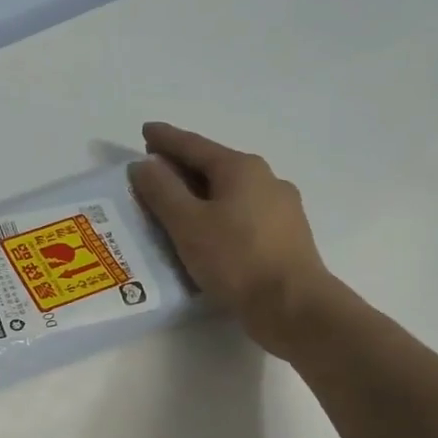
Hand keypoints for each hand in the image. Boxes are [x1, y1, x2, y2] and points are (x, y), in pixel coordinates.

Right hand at [127, 122, 338, 360]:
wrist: (293, 306)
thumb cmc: (235, 259)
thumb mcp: (187, 223)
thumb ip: (161, 190)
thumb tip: (144, 164)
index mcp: (241, 168)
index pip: (194, 145)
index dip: (166, 139)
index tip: (145, 131)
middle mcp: (265, 179)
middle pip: (214, 166)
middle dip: (182, 166)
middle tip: (154, 168)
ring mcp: (281, 208)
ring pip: (230, 191)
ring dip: (200, 192)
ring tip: (176, 203)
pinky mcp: (285, 236)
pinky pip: (241, 213)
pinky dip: (217, 213)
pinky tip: (207, 231)